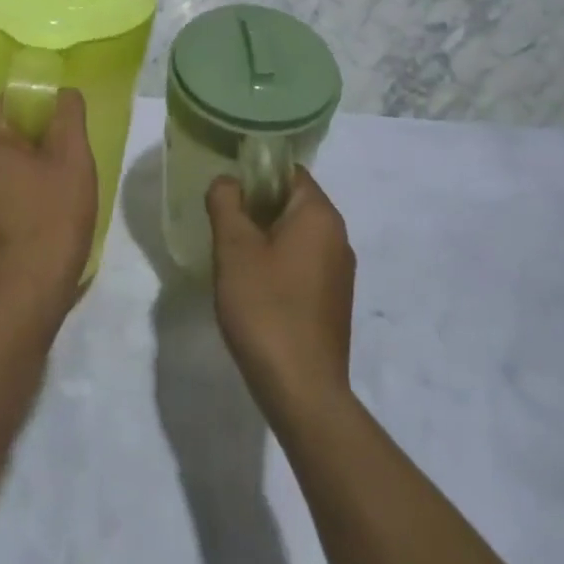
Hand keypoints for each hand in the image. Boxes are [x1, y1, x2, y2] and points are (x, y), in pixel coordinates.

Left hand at [0, 89, 97, 327]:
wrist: (18, 308)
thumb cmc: (48, 226)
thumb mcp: (72, 161)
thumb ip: (68, 114)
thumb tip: (63, 93)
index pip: (14, 101)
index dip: (48, 114)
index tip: (68, 141)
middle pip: (4, 128)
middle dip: (36, 141)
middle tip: (65, 168)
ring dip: (26, 166)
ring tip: (53, 192)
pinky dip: (11, 187)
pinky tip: (35, 212)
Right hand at [208, 168, 355, 418]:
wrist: (303, 391)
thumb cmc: (266, 308)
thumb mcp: (234, 248)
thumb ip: (226, 203)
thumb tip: (228, 180)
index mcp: (319, 214)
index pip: (288, 172)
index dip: (255, 174)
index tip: (227, 192)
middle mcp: (338, 236)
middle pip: (292, 202)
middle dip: (257, 208)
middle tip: (224, 226)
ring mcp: (340, 271)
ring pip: (297, 235)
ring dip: (266, 239)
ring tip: (233, 259)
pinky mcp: (334, 301)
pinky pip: (304, 264)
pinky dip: (279, 265)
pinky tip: (254, 290)